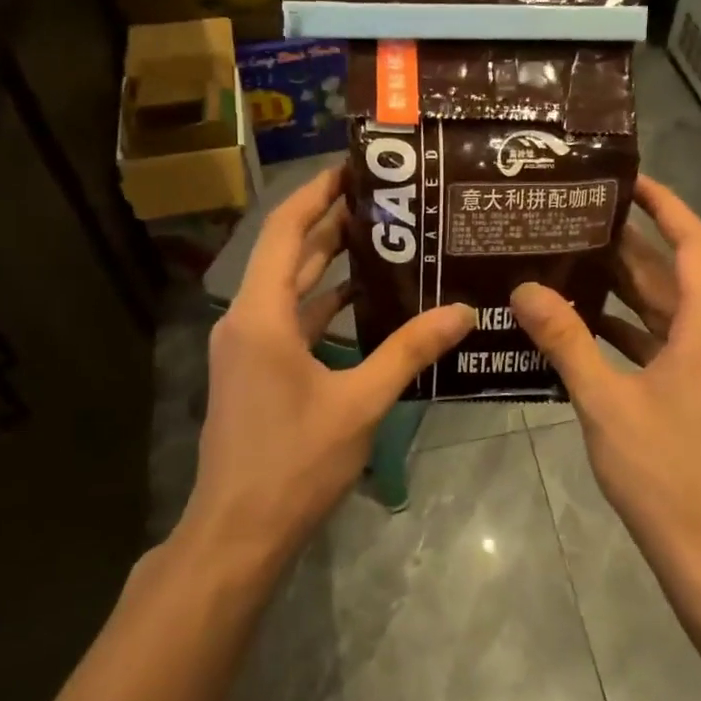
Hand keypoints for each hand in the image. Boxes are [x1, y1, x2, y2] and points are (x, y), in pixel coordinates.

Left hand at [181, 167, 474, 564]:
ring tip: (382, 239)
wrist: (238, 532)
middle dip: (331, 223)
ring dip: (328, 264)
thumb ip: (410, 351)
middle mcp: (247, 320)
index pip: (285, 230)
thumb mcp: (360, 403)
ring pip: (290, 289)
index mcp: (262, 314)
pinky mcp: (257, 372)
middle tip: (384, 200)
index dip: (316, 194)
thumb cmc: (294, 462)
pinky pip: (292, 321)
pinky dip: (324, 306)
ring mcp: (249, 348)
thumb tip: (462, 312)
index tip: (353, 168)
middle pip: (288, 254)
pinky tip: (364, 302)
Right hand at [512, 176, 700, 560]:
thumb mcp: (604, 400)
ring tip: (565, 255)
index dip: (664, 204)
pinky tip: (574, 319)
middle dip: (625, 242)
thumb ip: (565, 341)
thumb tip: (523, 290)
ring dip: (618, 283)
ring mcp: (698, 363)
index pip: (692, 243)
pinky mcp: (684, 387)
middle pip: (668, 272)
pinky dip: (619, 325)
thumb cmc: (661, 467)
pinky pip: (651, 339)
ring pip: (657, 306)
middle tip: (572, 215)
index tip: (625, 179)